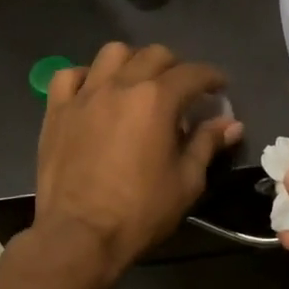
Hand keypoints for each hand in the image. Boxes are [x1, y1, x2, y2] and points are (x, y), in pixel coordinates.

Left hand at [34, 43, 243, 282]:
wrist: (79, 235)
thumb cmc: (140, 211)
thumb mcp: (186, 181)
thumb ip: (207, 144)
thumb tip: (231, 124)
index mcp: (157, 99)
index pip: (193, 73)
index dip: (212, 77)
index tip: (220, 87)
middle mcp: (121, 85)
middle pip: (154, 55)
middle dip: (176, 67)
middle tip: (182, 90)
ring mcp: (85, 94)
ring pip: (112, 53)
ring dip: (132, 61)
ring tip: (138, 82)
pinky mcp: (57, 110)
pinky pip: (69, 75)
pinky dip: (87, 77)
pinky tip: (95, 92)